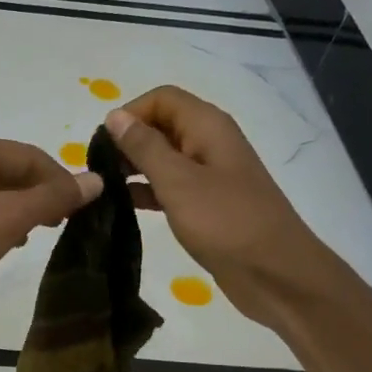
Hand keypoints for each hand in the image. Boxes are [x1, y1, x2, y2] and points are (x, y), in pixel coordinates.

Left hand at [0, 135, 102, 325]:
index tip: (82, 207)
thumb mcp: (10, 219)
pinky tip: (7, 242)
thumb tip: (96, 180)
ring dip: (19, 209)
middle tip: (62, 223)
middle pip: (9, 170)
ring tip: (38, 234)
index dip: (61, 180)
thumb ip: (53, 197)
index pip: (29, 156)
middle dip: (39, 195)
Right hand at [105, 87, 327, 320]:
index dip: (130, 113)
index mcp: (208, 126)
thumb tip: (114, 117)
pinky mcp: (206, 204)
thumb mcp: (178, 181)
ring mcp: (209, 175)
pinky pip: (169, 187)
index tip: (102, 144)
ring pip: (163, 158)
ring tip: (103, 189)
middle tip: (97, 170)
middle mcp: (209, 143)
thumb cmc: (225, 222)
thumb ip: (144, 147)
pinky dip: (146, 191)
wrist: (275, 273)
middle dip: (128, 141)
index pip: (161, 98)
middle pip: (161, 125)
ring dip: (133, 168)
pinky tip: (122, 207)